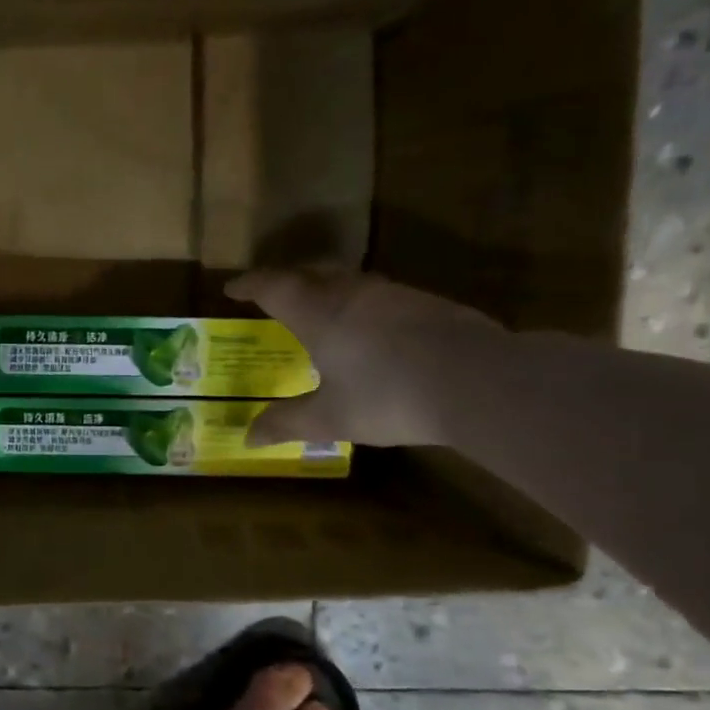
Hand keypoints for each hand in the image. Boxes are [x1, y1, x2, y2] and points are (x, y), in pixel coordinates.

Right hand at [225, 268, 501, 447]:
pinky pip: (380, 295)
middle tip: (274, 294)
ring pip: (349, 280)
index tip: (231, 289)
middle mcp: (352, 292)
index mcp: (318, 312)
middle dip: (287, 280)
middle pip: (311, 272)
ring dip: (327, 289)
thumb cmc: (388, 396)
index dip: (248, 285)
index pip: (273, 286)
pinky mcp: (428, 303)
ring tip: (321, 310)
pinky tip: (371, 331)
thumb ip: (286, 423)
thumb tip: (247, 437)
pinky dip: (361, 305)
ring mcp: (394, 294)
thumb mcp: (330, 418)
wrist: (478, 381)